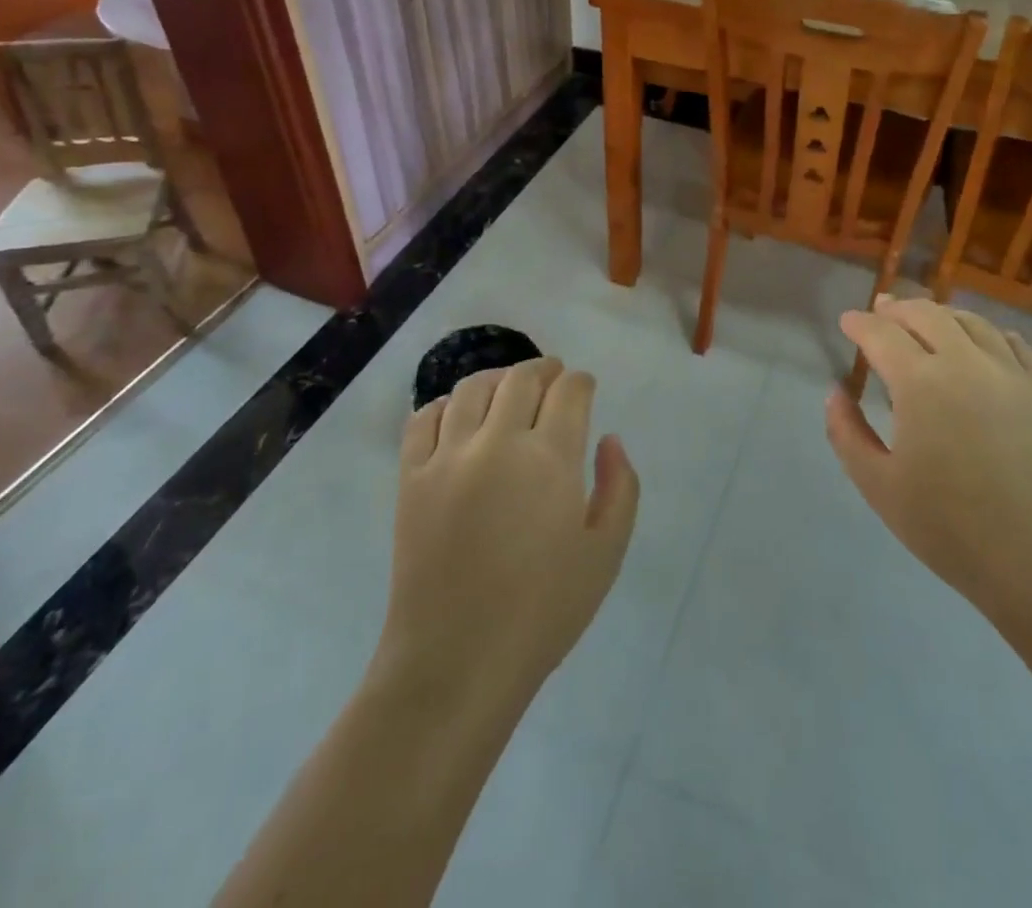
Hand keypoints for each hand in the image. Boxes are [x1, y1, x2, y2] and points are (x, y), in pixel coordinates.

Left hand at [379, 358, 639, 707]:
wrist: (456, 662)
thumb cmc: (542, 611)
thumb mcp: (606, 553)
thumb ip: (620, 488)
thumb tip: (610, 440)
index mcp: (550, 458)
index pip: (569, 392)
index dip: (581, 382)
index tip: (585, 386)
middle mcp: (498, 442)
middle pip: (522, 379)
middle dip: (544, 370)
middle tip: (553, 375)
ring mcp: (448, 456)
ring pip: (472, 388)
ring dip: (498, 378)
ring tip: (508, 387)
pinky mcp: (411, 477)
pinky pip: (423, 419)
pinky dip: (443, 404)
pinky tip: (456, 414)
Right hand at [826, 297, 1031, 627]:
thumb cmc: (952, 529)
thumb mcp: (879, 487)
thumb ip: (847, 434)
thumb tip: (835, 393)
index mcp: (920, 383)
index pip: (881, 334)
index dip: (860, 324)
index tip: (847, 321)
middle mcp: (966, 363)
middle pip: (927, 315)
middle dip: (898, 308)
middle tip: (882, 310)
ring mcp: (1012, 373)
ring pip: (972, 322)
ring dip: (941, 315)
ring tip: (927, 321)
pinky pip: (1013, 343)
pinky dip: (987, 333)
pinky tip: (982, 343)